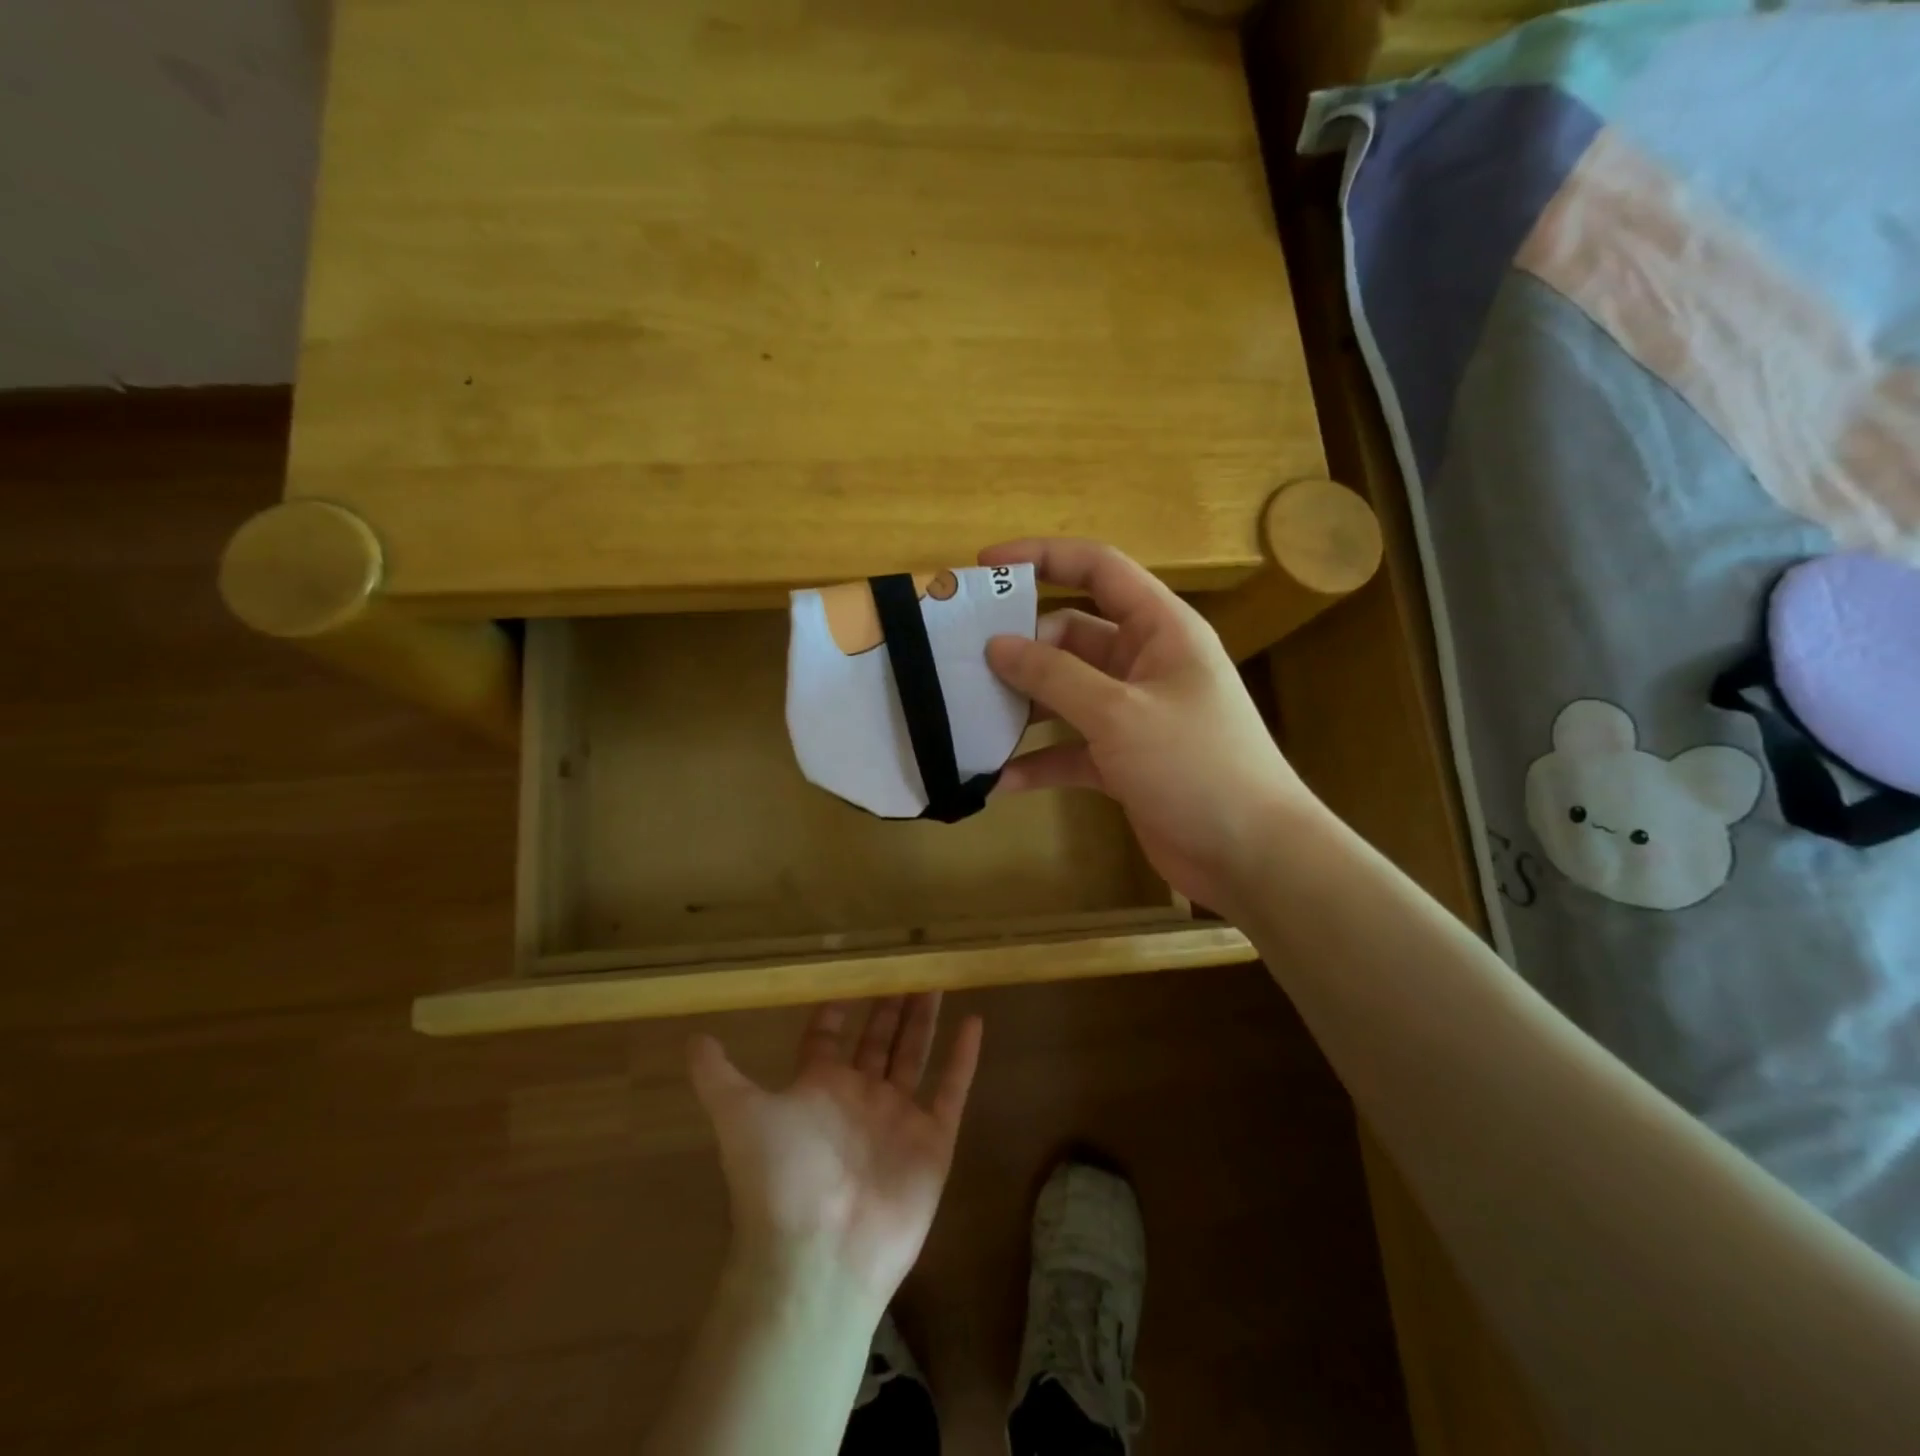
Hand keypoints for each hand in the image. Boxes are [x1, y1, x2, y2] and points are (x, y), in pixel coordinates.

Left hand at [688, 996, 983, 1309]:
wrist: (819, 1255)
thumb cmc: (780, 1176)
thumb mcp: (740, 1115)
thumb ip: (718, 1076)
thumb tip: (691, 1039)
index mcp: (819, 1087)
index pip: (828, 1037)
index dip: (836, 1008)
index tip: (851, 971)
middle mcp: (859, 1096)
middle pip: (878, 1039)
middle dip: (889, 1004)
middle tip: (905, 963)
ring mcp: (898, 1117)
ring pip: (915, 1053)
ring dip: (925, 1018)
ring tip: (936, 978)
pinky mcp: (933, 1139)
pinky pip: (952, 1088)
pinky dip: (964, 1057)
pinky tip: (974, 1020)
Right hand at [981, 537, 1321, 917]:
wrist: (1252, 856)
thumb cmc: (1195, 765)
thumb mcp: (1119, 713)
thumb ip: (1054, 676)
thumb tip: (997, 645)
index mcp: (1160, 629)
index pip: (1098, 569)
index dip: (1043, 557)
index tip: (985, 567)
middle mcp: (1144, 663)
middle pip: (1071, 635)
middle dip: (1022, 646)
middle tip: (966, 662)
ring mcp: (1133, 714)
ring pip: (1065, 693)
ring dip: (1024, 705)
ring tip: (971, 716)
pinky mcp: (1123, 761)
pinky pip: (1070, 749)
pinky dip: (1039, 761)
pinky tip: (999, 779)